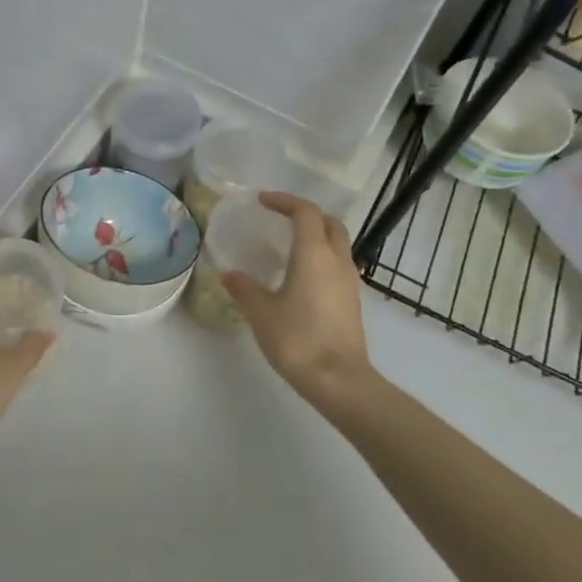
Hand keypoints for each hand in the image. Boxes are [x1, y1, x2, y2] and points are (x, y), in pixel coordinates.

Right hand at [223, 193, 374, 414]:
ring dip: (316, 236)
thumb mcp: (261, 312)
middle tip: (280, 219)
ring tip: (288, 247)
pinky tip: (300, 277)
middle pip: (329, 222)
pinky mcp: (352, 301)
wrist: (339, 380)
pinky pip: (338, 265)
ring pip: (338, 244)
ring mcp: (350, 281)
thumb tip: (229, 273)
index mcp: (314, 253)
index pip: (305, 212)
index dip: (284, 201)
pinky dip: (321, 258)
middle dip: (305, 215)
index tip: (262, 201)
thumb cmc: (297, 339)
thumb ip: (244, 288)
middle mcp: (337, 260)